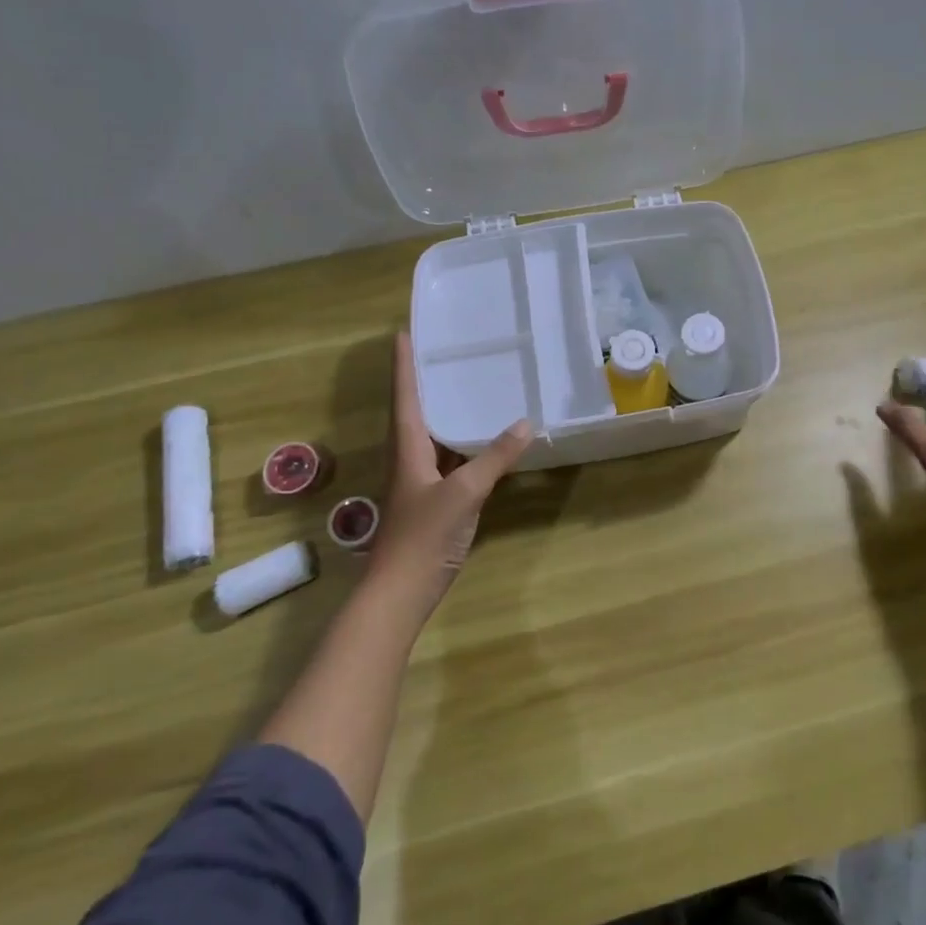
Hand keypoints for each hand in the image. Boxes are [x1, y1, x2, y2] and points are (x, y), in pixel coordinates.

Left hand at [368, 330, 532, 611]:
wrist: (400, 592)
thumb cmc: (424, 536)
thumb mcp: (464, 492)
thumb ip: (494, 458)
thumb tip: (525, 423)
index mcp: (408, 448)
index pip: (405, 396)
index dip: (404, 364)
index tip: (404, 332)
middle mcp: (410, 458)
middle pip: (415, 411)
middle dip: (425, 380)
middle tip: (445, 351)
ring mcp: (420, 481)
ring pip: (433, 436)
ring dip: (445, 411)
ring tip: (467, 385)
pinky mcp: (433, 501)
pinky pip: (449, 460)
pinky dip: (464, 445)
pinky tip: (484, 440)